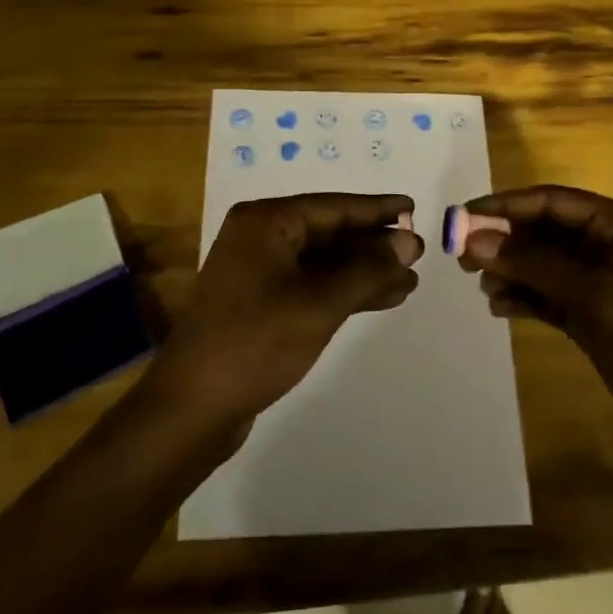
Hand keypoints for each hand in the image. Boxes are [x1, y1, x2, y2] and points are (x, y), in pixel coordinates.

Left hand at [144, 193, 423, 434]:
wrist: (194, 406)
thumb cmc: (257, 342)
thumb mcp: (320, 303)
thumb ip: (368, 269)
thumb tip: (409, 242)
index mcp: (266, 222)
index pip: (333, 207)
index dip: (377, 209)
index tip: (414, 208)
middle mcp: (260, 237)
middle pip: (329, 232)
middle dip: (374, 246)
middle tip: (418, 254)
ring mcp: (258, 271)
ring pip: (323, 262)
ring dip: (364, 272)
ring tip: (409, 282)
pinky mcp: (261, 302)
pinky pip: (311, 285)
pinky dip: (344, 291)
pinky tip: (381, 299)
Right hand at [457, 185, 612, 440]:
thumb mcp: (595, 297)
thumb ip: (534, 265)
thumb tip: (475, 240)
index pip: (552, 201)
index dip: (505, 206)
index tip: (462, 217)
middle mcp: (608, 245)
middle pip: (544, 230)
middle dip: (504, 241)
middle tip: (462, 258)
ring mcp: (600, 281)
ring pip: (542, 262)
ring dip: (510, 270)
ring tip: (480, 286)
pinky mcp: (593, 313)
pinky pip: (548, 293)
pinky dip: (524, 297)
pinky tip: (499, 308)